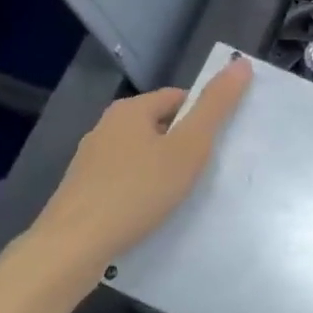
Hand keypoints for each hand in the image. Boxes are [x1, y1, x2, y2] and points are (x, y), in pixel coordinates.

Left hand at [29, 59, 252, 282]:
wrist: (72, 249)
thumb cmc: (137, 191)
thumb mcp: (188, 147)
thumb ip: (215, 107)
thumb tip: (240, 63)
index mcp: (130, 109)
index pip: (178, 98)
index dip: (202, 118)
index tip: (217, 147)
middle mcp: (106, 127)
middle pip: (158, 126)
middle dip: (181, 145)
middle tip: (202, 174)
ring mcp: (90, 161)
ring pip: (139, 155)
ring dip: (160, 170)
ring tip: (179, 197)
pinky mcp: (82, 191)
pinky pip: (123, 180)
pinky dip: (140, 191)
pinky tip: (149, 214)